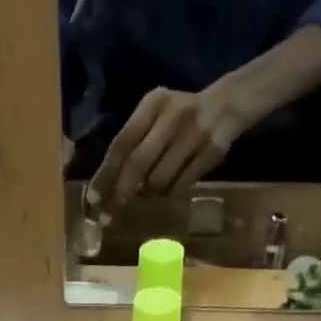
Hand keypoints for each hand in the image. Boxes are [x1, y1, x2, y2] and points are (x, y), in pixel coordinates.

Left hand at [86, 83, 255, 210]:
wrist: (227, 105)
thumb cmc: (179, 117)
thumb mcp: (155, 116)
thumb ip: (134, 143)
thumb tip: (109, 186)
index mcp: (153, 103)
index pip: (122, 143)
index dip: (106, 174)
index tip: (94, 200)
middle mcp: (172, 116)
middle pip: (138, 164)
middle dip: (120, 194)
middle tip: (108, 217)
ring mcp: (194, 133)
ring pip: (159, 180)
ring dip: (149, 194)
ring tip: (149, 192)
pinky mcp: (211, 151)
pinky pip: (180, 185)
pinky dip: (169, 193)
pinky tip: (169, 188)